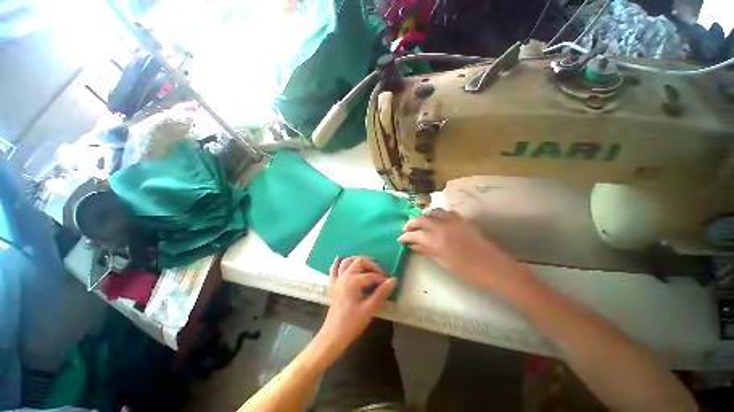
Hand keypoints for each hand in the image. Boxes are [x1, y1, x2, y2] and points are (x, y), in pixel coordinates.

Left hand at [316, 256, 395, 360]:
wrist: (333, 335)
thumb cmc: (352, 323)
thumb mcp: (369, 309)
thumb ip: (381, 293)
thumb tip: (393, 280)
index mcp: (353, 281)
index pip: (371, 276)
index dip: (382, 278)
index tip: (389, 282)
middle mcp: (344, 276)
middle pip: (359, 261)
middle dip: (371, 264)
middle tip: (380, 272)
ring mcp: (337, 280)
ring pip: (346, 262)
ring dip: (356, 260)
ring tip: (366, 264)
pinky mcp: (332, 285)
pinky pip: (334, 270)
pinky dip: (337, 263)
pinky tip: (340, 259)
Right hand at [398, 208, 529, 292]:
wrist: (494, 267)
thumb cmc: (467, 271)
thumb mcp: (444, 263)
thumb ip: (427, 251)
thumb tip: (413, 245)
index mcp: (437, 240)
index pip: (415, 234)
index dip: (405, 236)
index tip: (400, 239)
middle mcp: (442, 226)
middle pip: (421, 219)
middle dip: (410, 223)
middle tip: (406, 230)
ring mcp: (453, 221)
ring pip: (432, 212)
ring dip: (423, 216)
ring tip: (419, 224)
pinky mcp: (461, 220)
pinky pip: (445, 212)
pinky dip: (436, 214)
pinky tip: (435, 220)